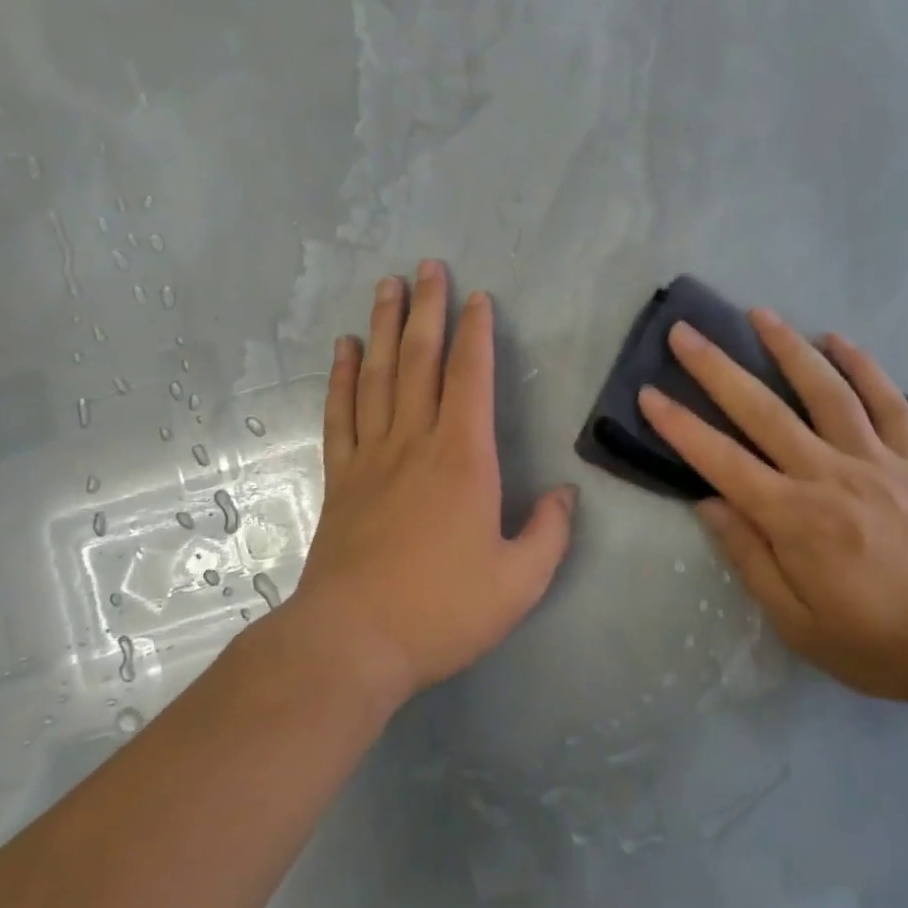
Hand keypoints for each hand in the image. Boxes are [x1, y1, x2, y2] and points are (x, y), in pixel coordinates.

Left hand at [286, 260, 576, 707]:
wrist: (353, 642)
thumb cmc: (443, 611)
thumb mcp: (520, 582)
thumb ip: (550, 533)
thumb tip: (565, 494)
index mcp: (464, 458)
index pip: (471, 377)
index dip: (476, 333)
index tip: (477, 297)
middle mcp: (415, 442)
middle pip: (421, 360)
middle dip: (427, 309)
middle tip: (426, 266)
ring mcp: (371, 457)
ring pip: (379, 375)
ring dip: (384, 327)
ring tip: (386, 287)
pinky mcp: (341, 478)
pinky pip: (342, 414)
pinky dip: (342, 377)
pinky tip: (344, 350)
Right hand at [636, 310, 907, 704]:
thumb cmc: (872, 641)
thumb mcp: (795, 622)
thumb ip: (749, 558)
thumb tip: (708, 504)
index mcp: (793, 518)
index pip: (722, 461)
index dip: (680, 427)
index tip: (649, 393)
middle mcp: (828, 475)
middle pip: (763, 411)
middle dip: (716, 368)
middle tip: (685, 331)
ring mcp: (874, 461)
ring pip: (826, 392)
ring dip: (789, 348)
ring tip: (759, 313)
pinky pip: (888, 404)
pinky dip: (865, 367)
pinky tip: (840, 341)